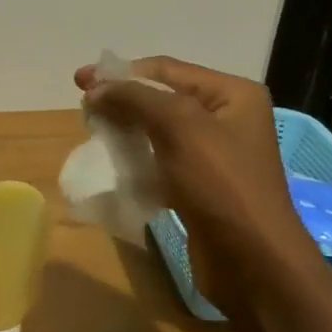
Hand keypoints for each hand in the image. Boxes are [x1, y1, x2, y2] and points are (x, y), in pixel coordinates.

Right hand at [74, 56, 317, 315]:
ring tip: (93, 135)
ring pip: (157, 130)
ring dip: (125, 129)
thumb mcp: (180, 127)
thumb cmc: (221, 185)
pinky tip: (113, 164)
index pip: (166, 69)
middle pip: (161, 98)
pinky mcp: (199, 186)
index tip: (79, 82)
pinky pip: (160, 160)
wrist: (251, 261)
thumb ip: (135, 99)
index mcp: (231, 95)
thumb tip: (95, 89)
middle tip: (84, 111)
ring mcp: (213, 155)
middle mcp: (225, 118)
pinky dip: (135, 158)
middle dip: (121, 101)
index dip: (121, 73)